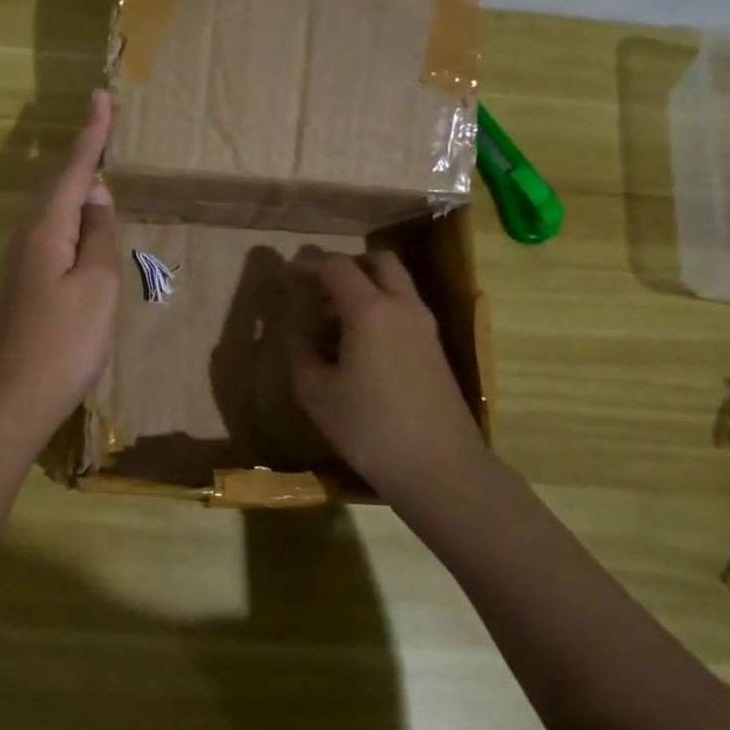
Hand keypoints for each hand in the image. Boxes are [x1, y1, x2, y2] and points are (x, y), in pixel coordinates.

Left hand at [0, 89, 118, 441]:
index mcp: (46, 229)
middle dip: (80, 150)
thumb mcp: (96, 284)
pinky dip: (70, 210)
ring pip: (52, 205)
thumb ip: (97, 235)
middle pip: (57, 182)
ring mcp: (23, 259)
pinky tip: (80, 215)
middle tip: (101, 119)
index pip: (73, 170)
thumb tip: (95, 194)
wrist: (18, 396)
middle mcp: (28, 235)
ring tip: (95, 156)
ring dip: (73, 178)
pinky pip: (52, 228)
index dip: (91, 135)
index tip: (100, 97)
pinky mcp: (27, 280)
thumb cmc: (66, 340)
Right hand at [288, 250, 495, 497]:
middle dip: (347, 265)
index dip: (309, 263)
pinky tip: (357, 348)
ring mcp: (425, 327)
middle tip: (319, 288)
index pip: (337, 266)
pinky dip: (379, 310)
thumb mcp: (316, 394)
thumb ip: (302, 354)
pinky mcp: (435, 348)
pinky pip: (403, 310)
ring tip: (332, 324)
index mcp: (370, 310)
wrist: (440, 468)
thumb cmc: (369, 428)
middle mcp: (402, 307)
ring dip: (365, 289)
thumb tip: (302, 337)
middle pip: (378, 261)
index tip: (289, 272)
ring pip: (395, 284)